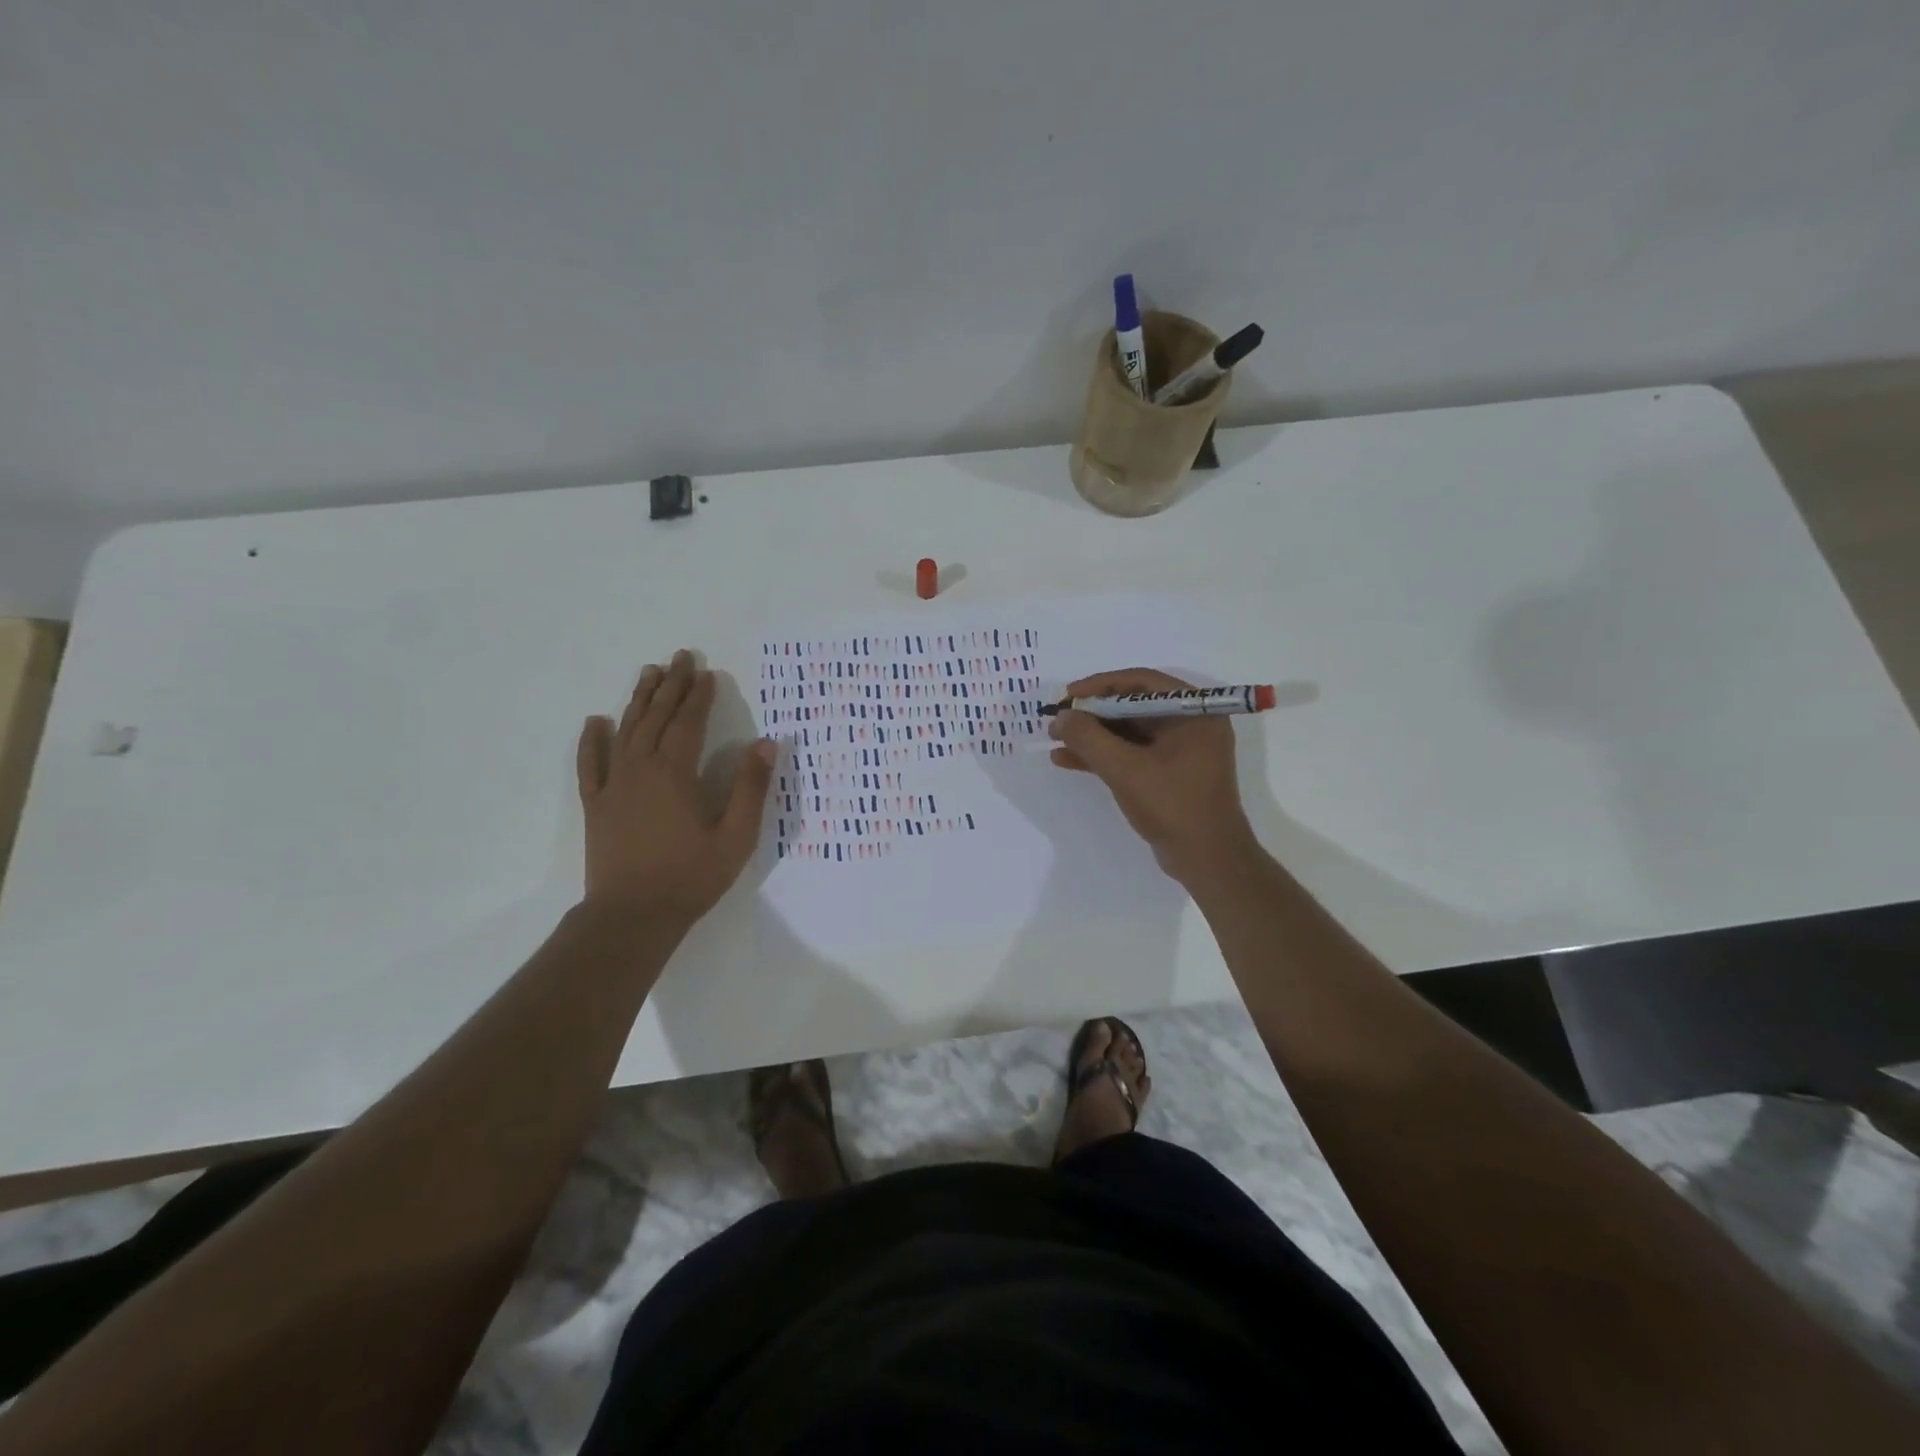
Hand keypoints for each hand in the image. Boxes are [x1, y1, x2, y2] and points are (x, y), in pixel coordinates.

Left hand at [576, 650, 775, 924]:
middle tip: (680, 657)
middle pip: (656, 717)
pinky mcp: (597, 804)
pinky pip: (591, 763)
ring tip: (649, 673)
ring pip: (625, 730)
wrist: (632, 916)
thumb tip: (766, 743)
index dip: (699, 695)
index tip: (707, 672)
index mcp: (675, 773)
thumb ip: (750, 787)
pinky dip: (592, 740)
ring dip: (639, 700)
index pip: (688, 722)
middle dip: (671, 686)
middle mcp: (641, 769)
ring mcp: (614, 785)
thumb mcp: (736, 836)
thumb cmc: (690, 877)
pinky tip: (596, 721)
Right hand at [1047, 668, 1260, 883]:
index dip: (1100, 686)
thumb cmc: (1173, 805)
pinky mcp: (1170, 774)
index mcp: (1194, 711)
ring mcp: (1181, 751)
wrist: (1207, 860)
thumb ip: (1088, 738)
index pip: (1141, 682)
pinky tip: (1068, 761)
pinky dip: (1104, 756)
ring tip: (1056, 740)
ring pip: (1129, 732)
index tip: (1067, 695)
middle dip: (1093, 714)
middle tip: (1059, 719)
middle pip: (1133, 706)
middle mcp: (1191, 724)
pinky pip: (1133, 754)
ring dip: (1093, 736)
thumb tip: (1060, 717)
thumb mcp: (1125, 769)